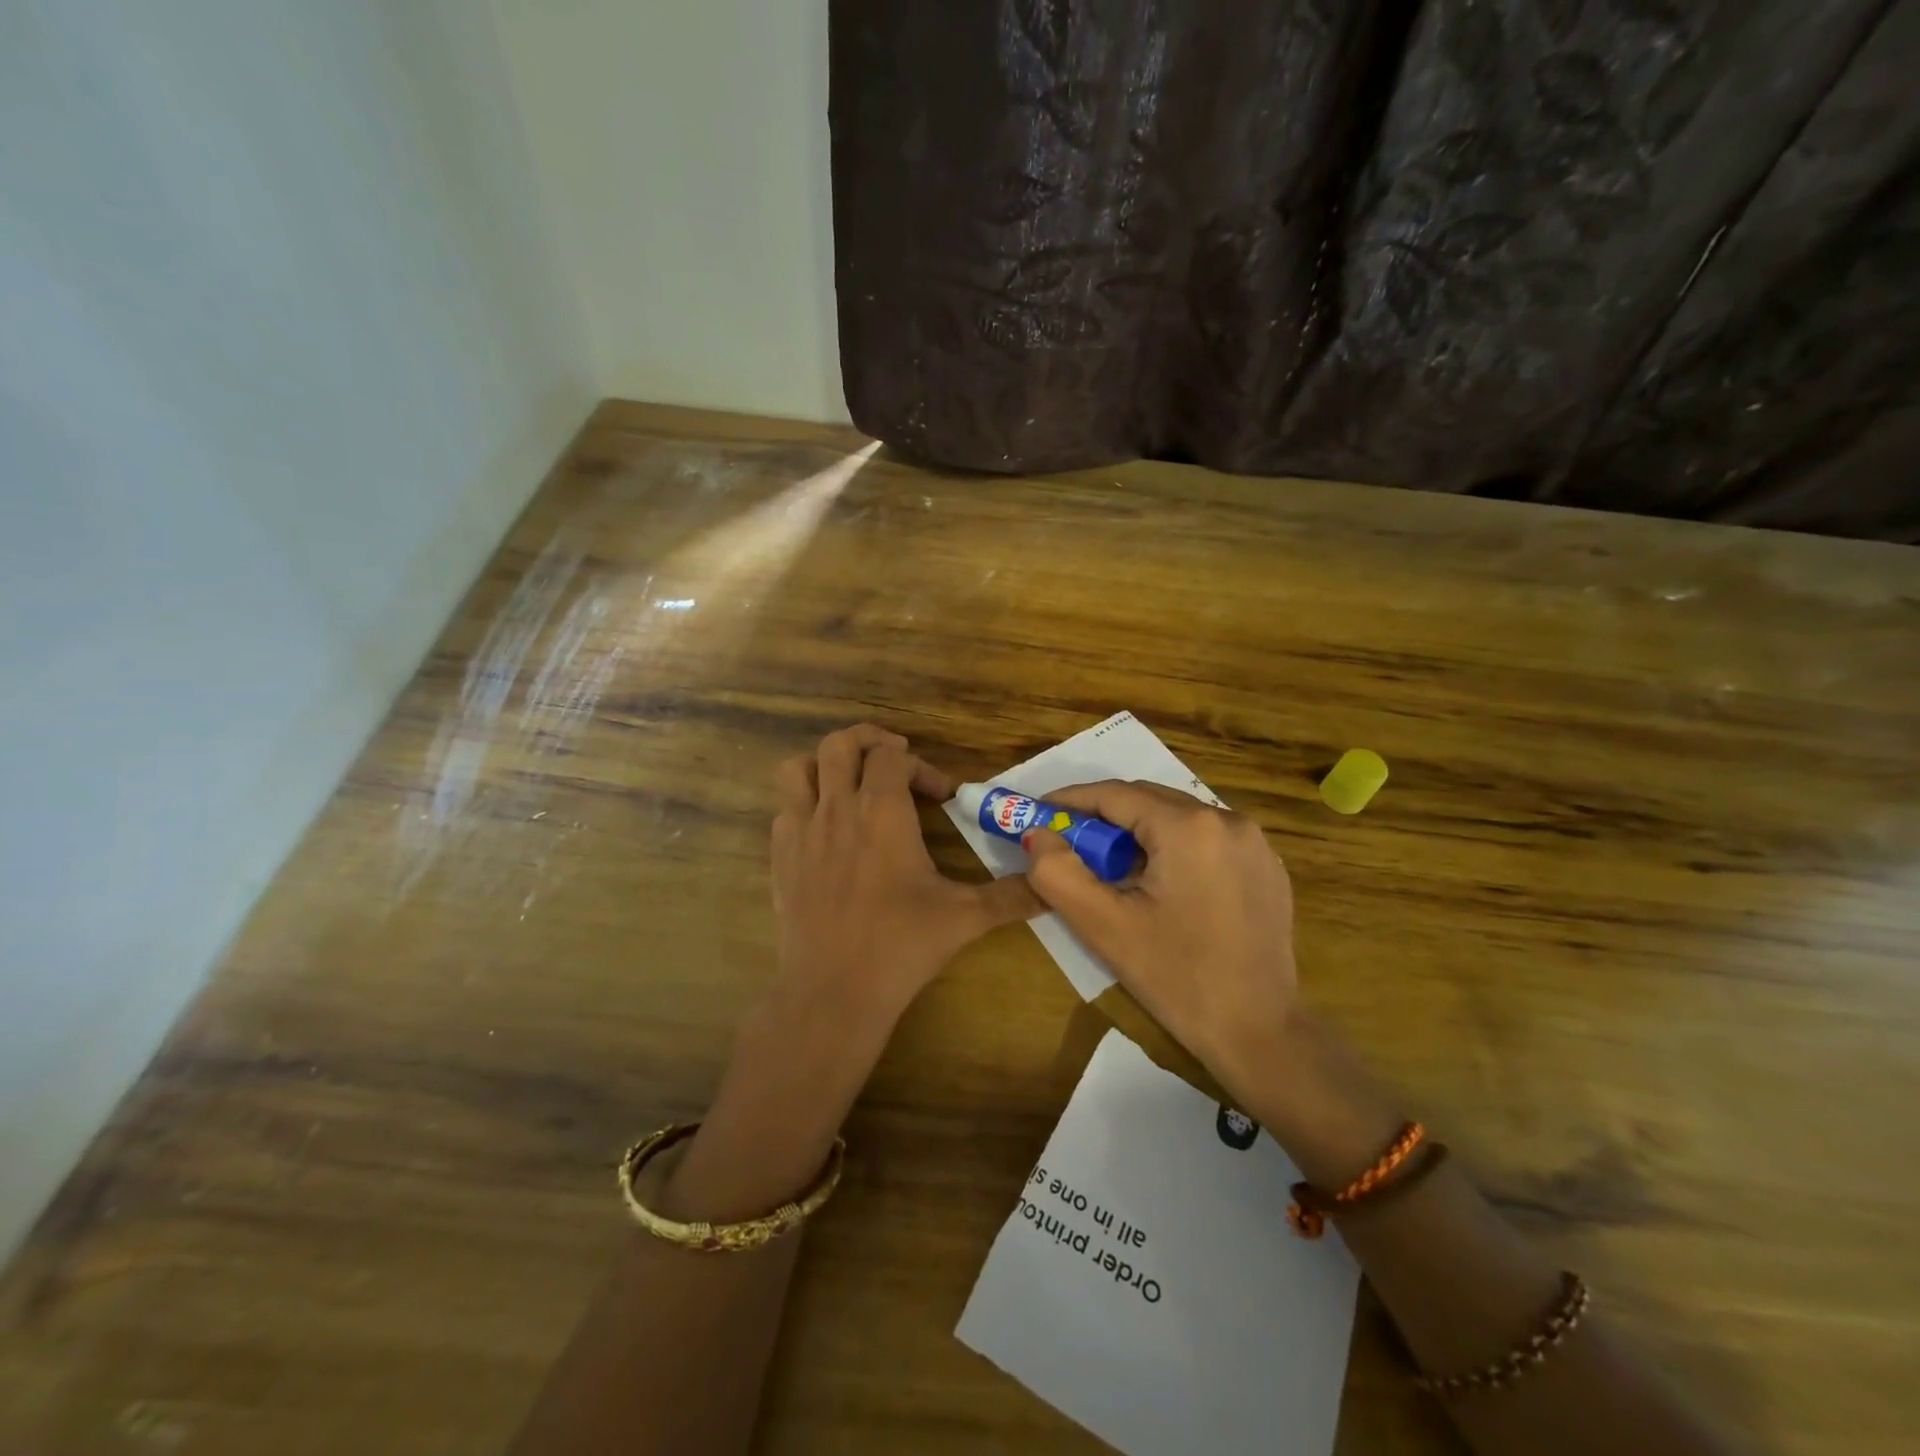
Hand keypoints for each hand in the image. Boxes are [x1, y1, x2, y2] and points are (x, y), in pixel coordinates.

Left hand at [771, 725, 1040, 1026]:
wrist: (834, 992)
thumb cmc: (900, 945)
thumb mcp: (965, 917)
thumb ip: (1012, 896)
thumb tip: (1050, 884)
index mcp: (881, 811)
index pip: (892, 755)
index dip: (920, 766)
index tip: (942, 796)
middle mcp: (837, 808)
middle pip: (840, 744)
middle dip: (869, 741)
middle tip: (893, 759)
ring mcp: (801, 831)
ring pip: (799, 768)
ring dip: (825, 764)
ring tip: (851, 781)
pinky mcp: (779, 858)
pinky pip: (786, 809)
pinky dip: (806, 804)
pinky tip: (828, 832)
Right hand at [1021, 781, 1301, 1102]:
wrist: (1259, 1034)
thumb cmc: (1177, 978)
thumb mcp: (1104, 926)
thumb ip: (1057, 873)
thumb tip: (1036, 834)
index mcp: (1189, 827)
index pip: (1116, 795)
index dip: (1071, 802)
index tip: (1039, 814)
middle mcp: (1228, 820)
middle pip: (1149, 801)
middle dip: (1103, 817)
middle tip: (1067, 844)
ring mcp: (1255, 843)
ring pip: (1178, 819)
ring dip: (1138, 833)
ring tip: (1110, 868)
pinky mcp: (1267, 868)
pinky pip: (1206, 840)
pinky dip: (1172, 849)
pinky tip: (1158, 885)